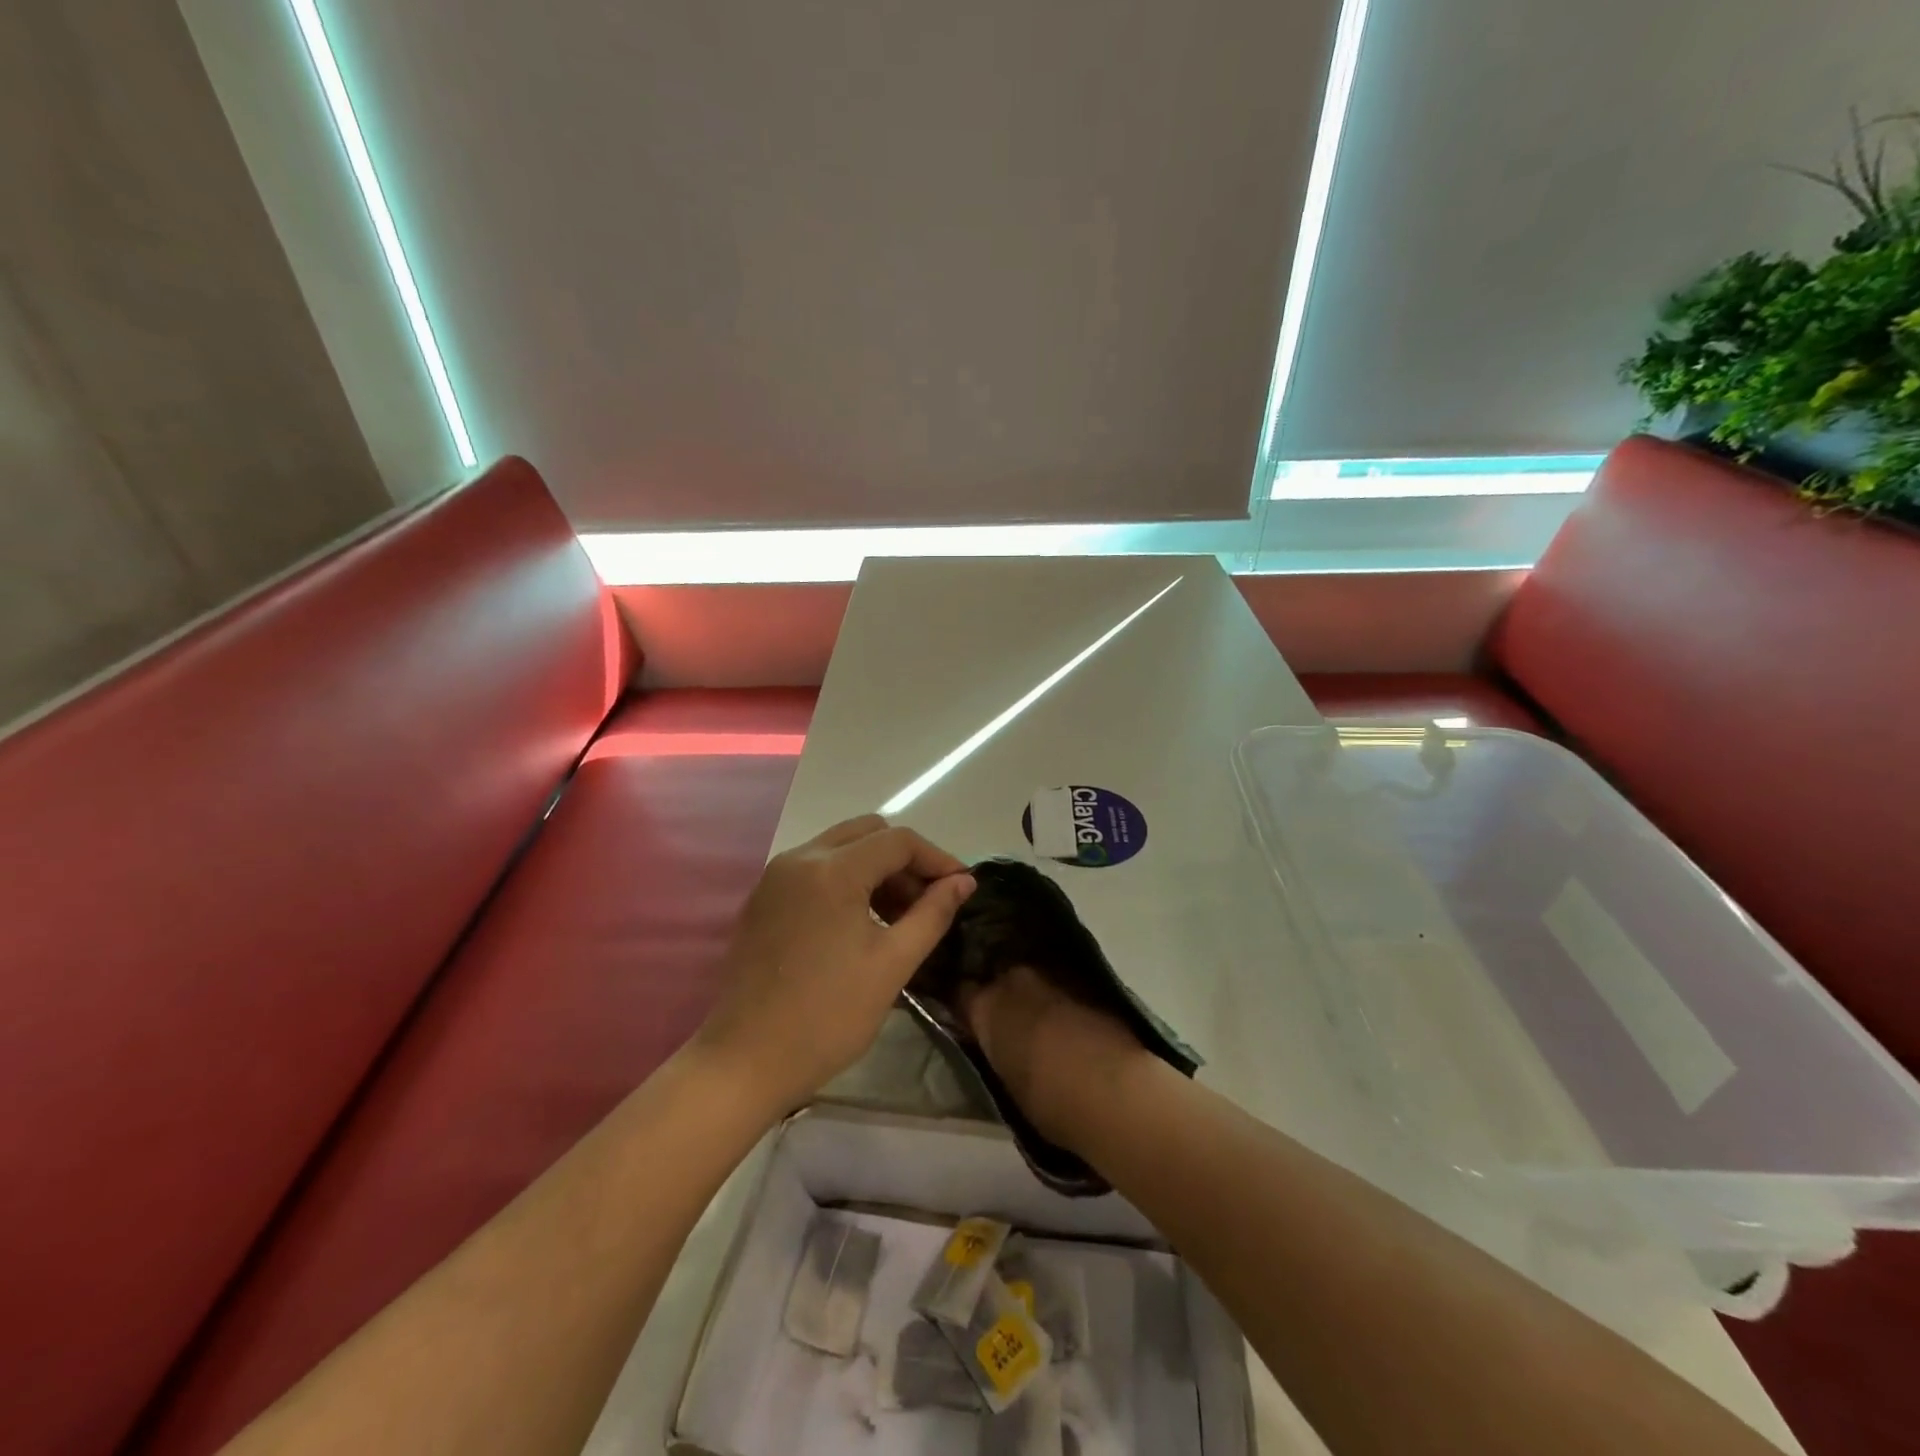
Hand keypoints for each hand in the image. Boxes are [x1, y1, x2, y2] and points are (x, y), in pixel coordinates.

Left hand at [698, 815, 976, 1111]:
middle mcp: (799, 858)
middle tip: (928, 901)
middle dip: (905, 860)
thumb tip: (963, 882)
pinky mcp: (763, 898)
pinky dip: (846, 880)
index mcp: (832, 870)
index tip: (962, 887)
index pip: (898, 841)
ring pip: (840, 848)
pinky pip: (815, 869)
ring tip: (899, 916)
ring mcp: (775, 877)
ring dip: (876, 869)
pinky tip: (860, 922)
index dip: (937, 859)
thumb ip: (932, 914)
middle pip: (867, 833)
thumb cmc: (827, 1016)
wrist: (745, 1061)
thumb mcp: (892, 964)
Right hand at [963, 967, 1149, 1148]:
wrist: (1115, 1088)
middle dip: (1001, 994)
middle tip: (1007, 1020)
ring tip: (1040, 1020)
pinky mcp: (1087, 981)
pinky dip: (1061, 999)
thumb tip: (1000, 1045)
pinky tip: (1069, 1020)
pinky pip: (1062, 986)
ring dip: (1033, 996)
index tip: (967, 1019)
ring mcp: (1052, 975)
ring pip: (1033, 980)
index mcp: (985, 1006)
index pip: (960, 994)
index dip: (965, 1006)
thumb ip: (997, 1052)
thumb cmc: (1049, 1101)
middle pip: (999, 978)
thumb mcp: (1007, 1082)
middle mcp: (1014, 979)